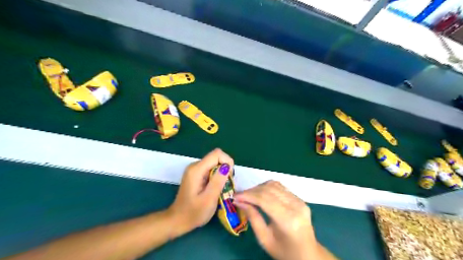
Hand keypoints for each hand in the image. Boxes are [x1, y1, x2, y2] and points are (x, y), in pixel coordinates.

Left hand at [170, 148, 235, 230]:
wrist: (177, 221)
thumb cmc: (193, 213)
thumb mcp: (209, 199)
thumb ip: (218, 181)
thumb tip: (227, 166)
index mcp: (197, 170)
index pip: (217, 154)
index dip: (227, 162)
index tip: (229, 178)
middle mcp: (195, 166)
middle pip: (216, 158)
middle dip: (225, 169)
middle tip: (226, 186)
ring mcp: (195, 170)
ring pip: (215, 164)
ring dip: (222, 174)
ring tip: (221, 189)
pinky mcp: (196, 175)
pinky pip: (211, 169)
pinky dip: (217, 177)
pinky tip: (215, 189)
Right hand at [235, 181, 318, 259]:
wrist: (308, 254)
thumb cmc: (284, 251)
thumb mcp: (264, 239)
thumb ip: (252, 218)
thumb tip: (239, 202)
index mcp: (288, 220)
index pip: (264, 199)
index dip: (248, 195)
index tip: (235, 196)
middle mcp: (296, 206)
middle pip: (269, 189)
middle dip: (251, 191)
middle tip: (239, 196)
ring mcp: (300, 201)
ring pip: (274, 185)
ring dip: (259, 187)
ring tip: (249, 195)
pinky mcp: (300, 198)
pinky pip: (280, 187)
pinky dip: (267, 188)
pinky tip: (260, 194)